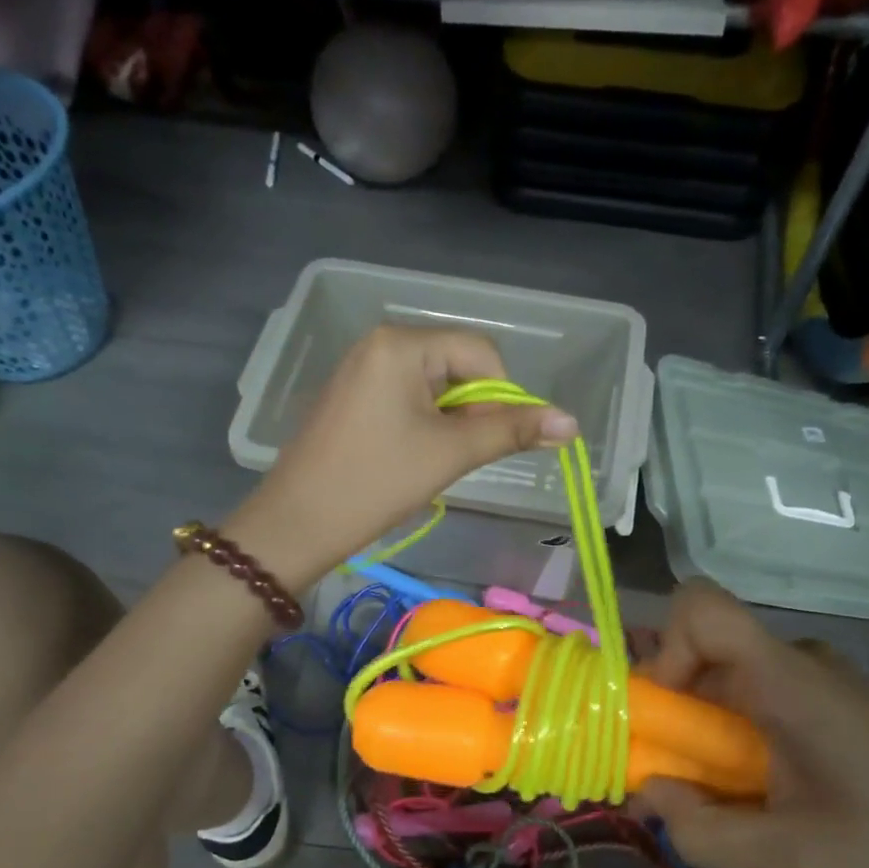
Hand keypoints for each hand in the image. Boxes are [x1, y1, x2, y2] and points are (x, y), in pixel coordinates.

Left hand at [227, 325, 576, 589]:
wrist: (296, 523)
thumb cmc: (376, 482)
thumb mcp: (449, 454)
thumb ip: (511, 431)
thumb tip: (572, 422)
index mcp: (400, 344)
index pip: (481, 352)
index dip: (502, 396)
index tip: (491, 441)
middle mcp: (378, 344)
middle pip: (456, 366)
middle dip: (471, 411)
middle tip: (458, 457)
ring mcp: (359, 370)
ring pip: (432, 387)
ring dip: (449, 422)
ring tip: (432, 462)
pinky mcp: (350, 397)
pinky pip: (404, 398)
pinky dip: (422, 425)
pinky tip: (409, 459)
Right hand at [638, 581, 868, 867]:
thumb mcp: (793, 861)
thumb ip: (701, 831)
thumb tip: (651, 792)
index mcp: (785, 678)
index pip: (697, 605)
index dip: (660, 650)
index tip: (664, 719)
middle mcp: (797, 663)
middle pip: (700, 654)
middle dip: (670, 715)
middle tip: (677, 787)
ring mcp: (819, 683)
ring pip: (726, 683)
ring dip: (703, 736)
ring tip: (726, 806)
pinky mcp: (834, 707)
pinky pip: (758, 703)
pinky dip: (736, 743)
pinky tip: (768, 802)